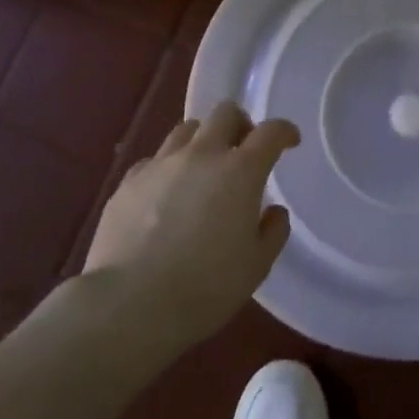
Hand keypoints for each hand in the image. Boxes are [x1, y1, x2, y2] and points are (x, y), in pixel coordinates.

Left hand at [83, 103, 297, 344]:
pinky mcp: (128, 182)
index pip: (270, 132)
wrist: (128, 305)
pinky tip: (165, 195)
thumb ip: (273, 231)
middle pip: (225, 113)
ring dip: (203, 140)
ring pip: (187, 129)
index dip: (284, 132)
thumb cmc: (205, 287)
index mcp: (241, 171)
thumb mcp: (256, 266)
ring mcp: (161, 165)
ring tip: (203, 169)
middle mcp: (202, 155)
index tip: (290, 142)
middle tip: (243, 151)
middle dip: (241, 125)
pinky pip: (154, 160)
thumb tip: (272, 211)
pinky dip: (167, 168)